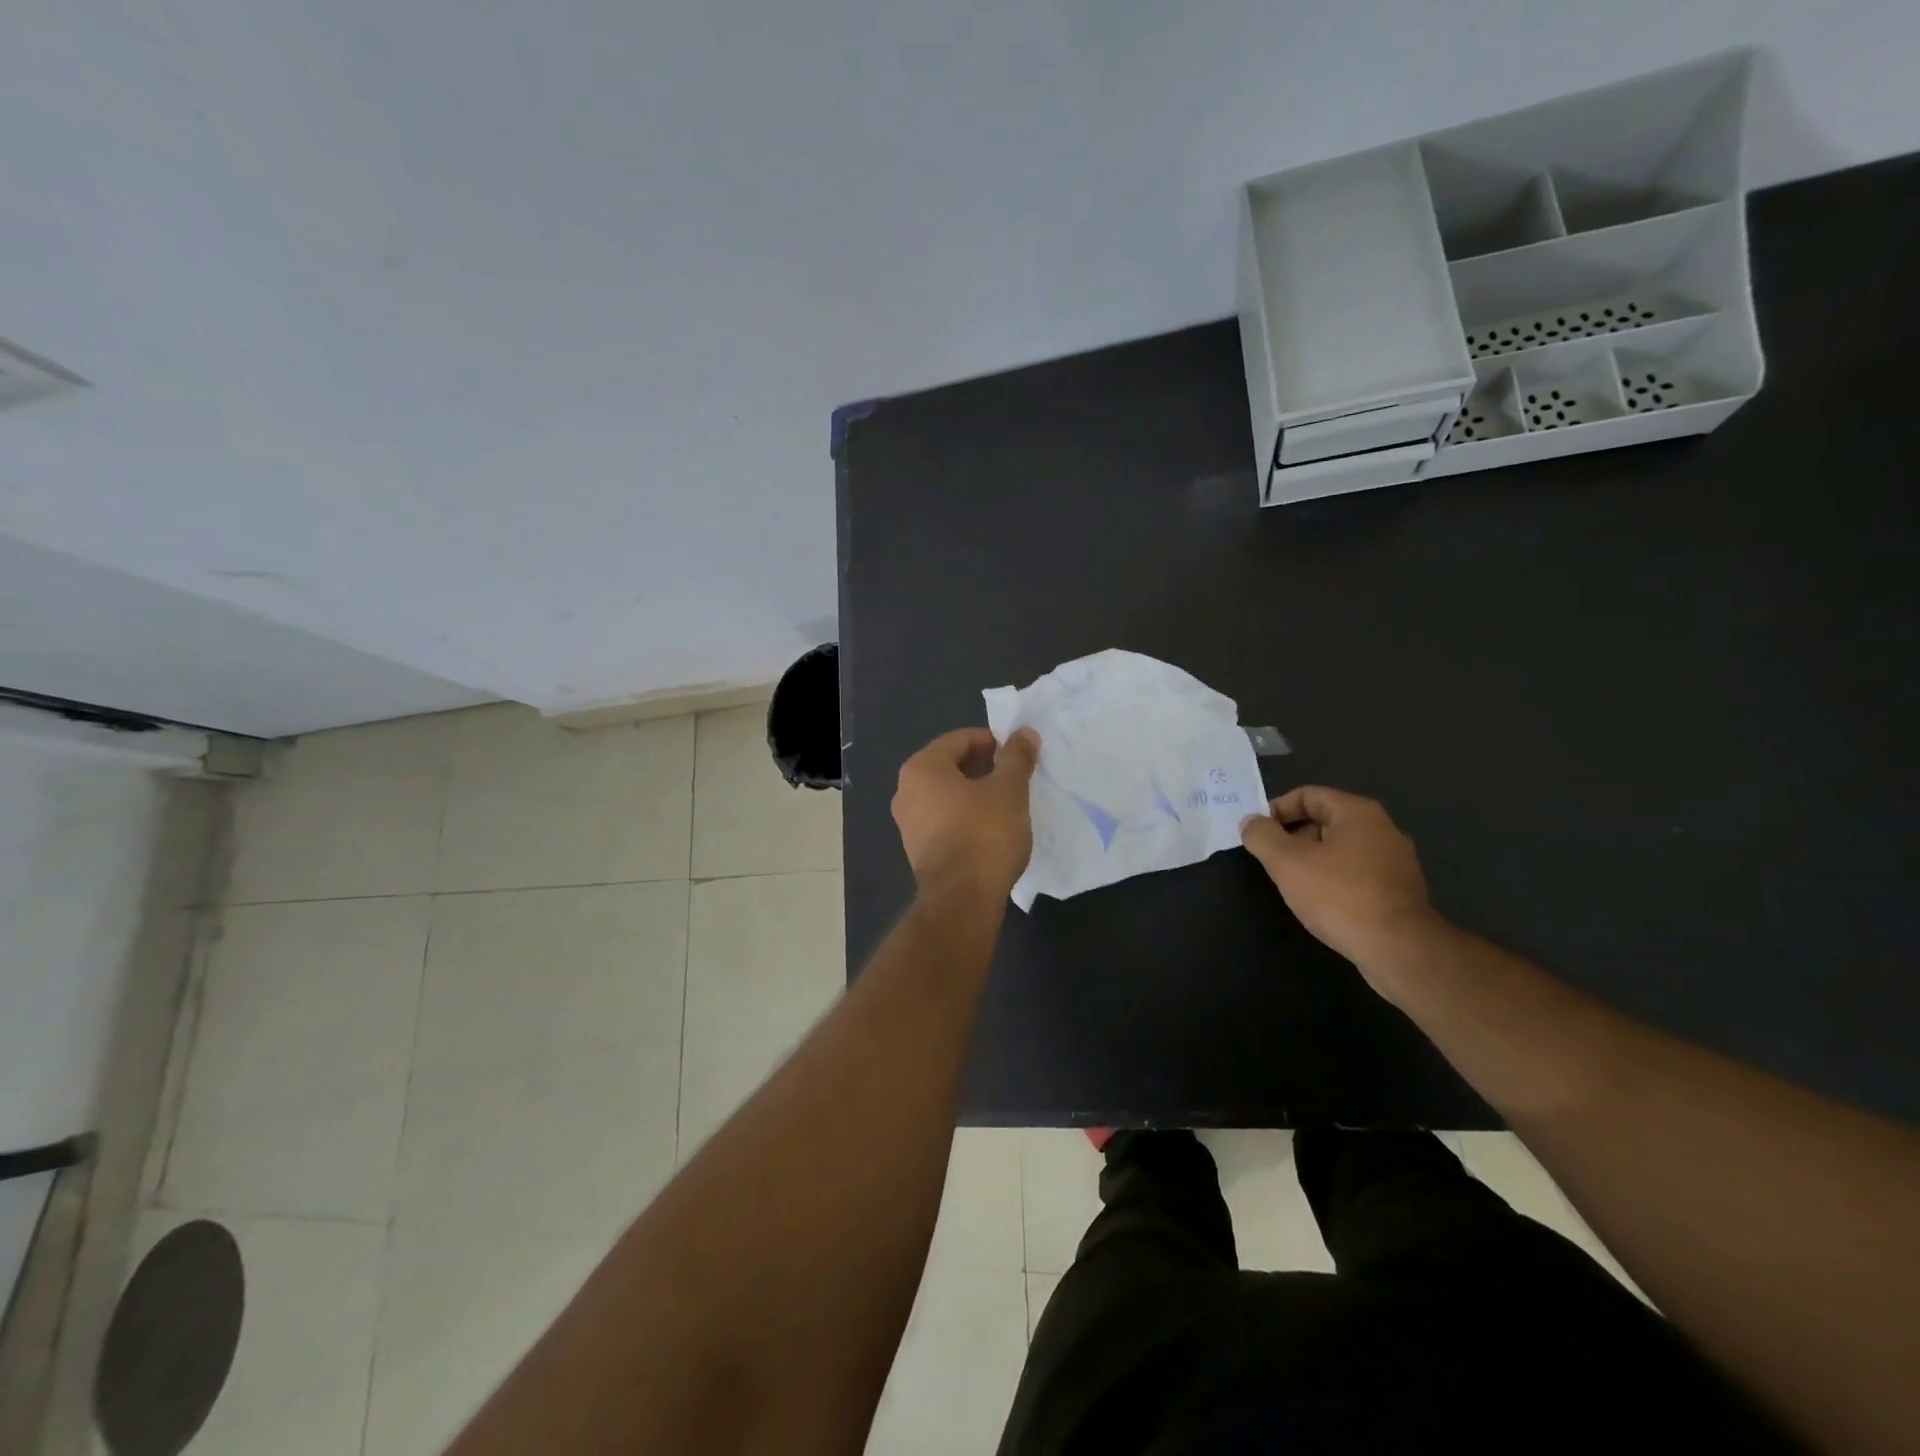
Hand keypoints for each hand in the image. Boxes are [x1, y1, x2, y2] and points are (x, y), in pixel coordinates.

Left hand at [892, 727, 1040, 899]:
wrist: (962, 900)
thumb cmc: (984, 834)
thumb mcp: (1009, 790)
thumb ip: (1017, 757)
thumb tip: (1025, 733)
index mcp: (921, 768)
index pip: (959, 740)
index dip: (992, 741)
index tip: (1018, 753)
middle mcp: (906, 791)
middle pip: (950, 766)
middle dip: (984, 767)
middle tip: (1016, 776)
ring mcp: (908, 823)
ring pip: (947, 795)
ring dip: (976, 793)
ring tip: (1008, 801)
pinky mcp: (918, 849)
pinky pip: (945, 819)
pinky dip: (966, 816)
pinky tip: (991, 827)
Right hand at [1240, 786, 1443, 997]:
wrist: (1399, 950)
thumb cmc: (1339, 896)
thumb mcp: (1286, 862)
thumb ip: (1262, 836)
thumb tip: (1251, 822)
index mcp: (1358, 813)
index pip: (1307, 795)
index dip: (1276, 810)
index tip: (1257, 834)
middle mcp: (1383, 829)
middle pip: (1325, 820)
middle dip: (1293, 837)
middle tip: (1272, 862)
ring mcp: (1396, 861)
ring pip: (1340, 849)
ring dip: (1312, 860)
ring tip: (1293, 885)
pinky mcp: (1401, 890)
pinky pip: (1357, 873)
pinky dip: (1334, 879)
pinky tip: (1322, 903)